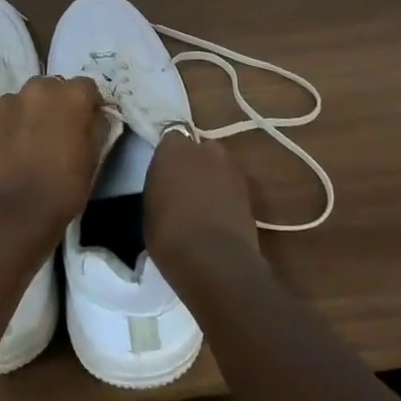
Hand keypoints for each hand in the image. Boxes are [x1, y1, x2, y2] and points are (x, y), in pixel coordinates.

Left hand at [0, 76, 106, 240]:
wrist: (10, 216)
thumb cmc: (61, 190)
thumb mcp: (93, 160)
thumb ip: (97, 128)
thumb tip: (95, 116)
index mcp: (71, 95)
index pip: (87, 88)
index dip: (88, 106)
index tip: (86, 126)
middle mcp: (39, 88)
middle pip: (53, 88)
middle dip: (57, 105)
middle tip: (56, 135)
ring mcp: (7, 101)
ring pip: (25, 101)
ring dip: (30, 115)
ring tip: (28, 147)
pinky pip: (2, 117)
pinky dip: (7, 128)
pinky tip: (7, 154)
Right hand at [144, 132, 260, 272]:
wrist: (213, 260)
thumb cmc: (169, 233)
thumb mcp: (151, 208)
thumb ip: (161, 187)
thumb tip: (168, 189)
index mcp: (174, 148)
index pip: (171, 139)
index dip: (170, 158)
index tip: (165, 175)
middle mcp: (204, 149)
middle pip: (199, 150)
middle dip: (194, 164)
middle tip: (185, 189)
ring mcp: (231, 169)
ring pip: (219, 168)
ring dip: (213, 179)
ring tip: (204, 206)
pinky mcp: (249, 192)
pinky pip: (232, 188)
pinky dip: (227, 198)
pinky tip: (219, 219)